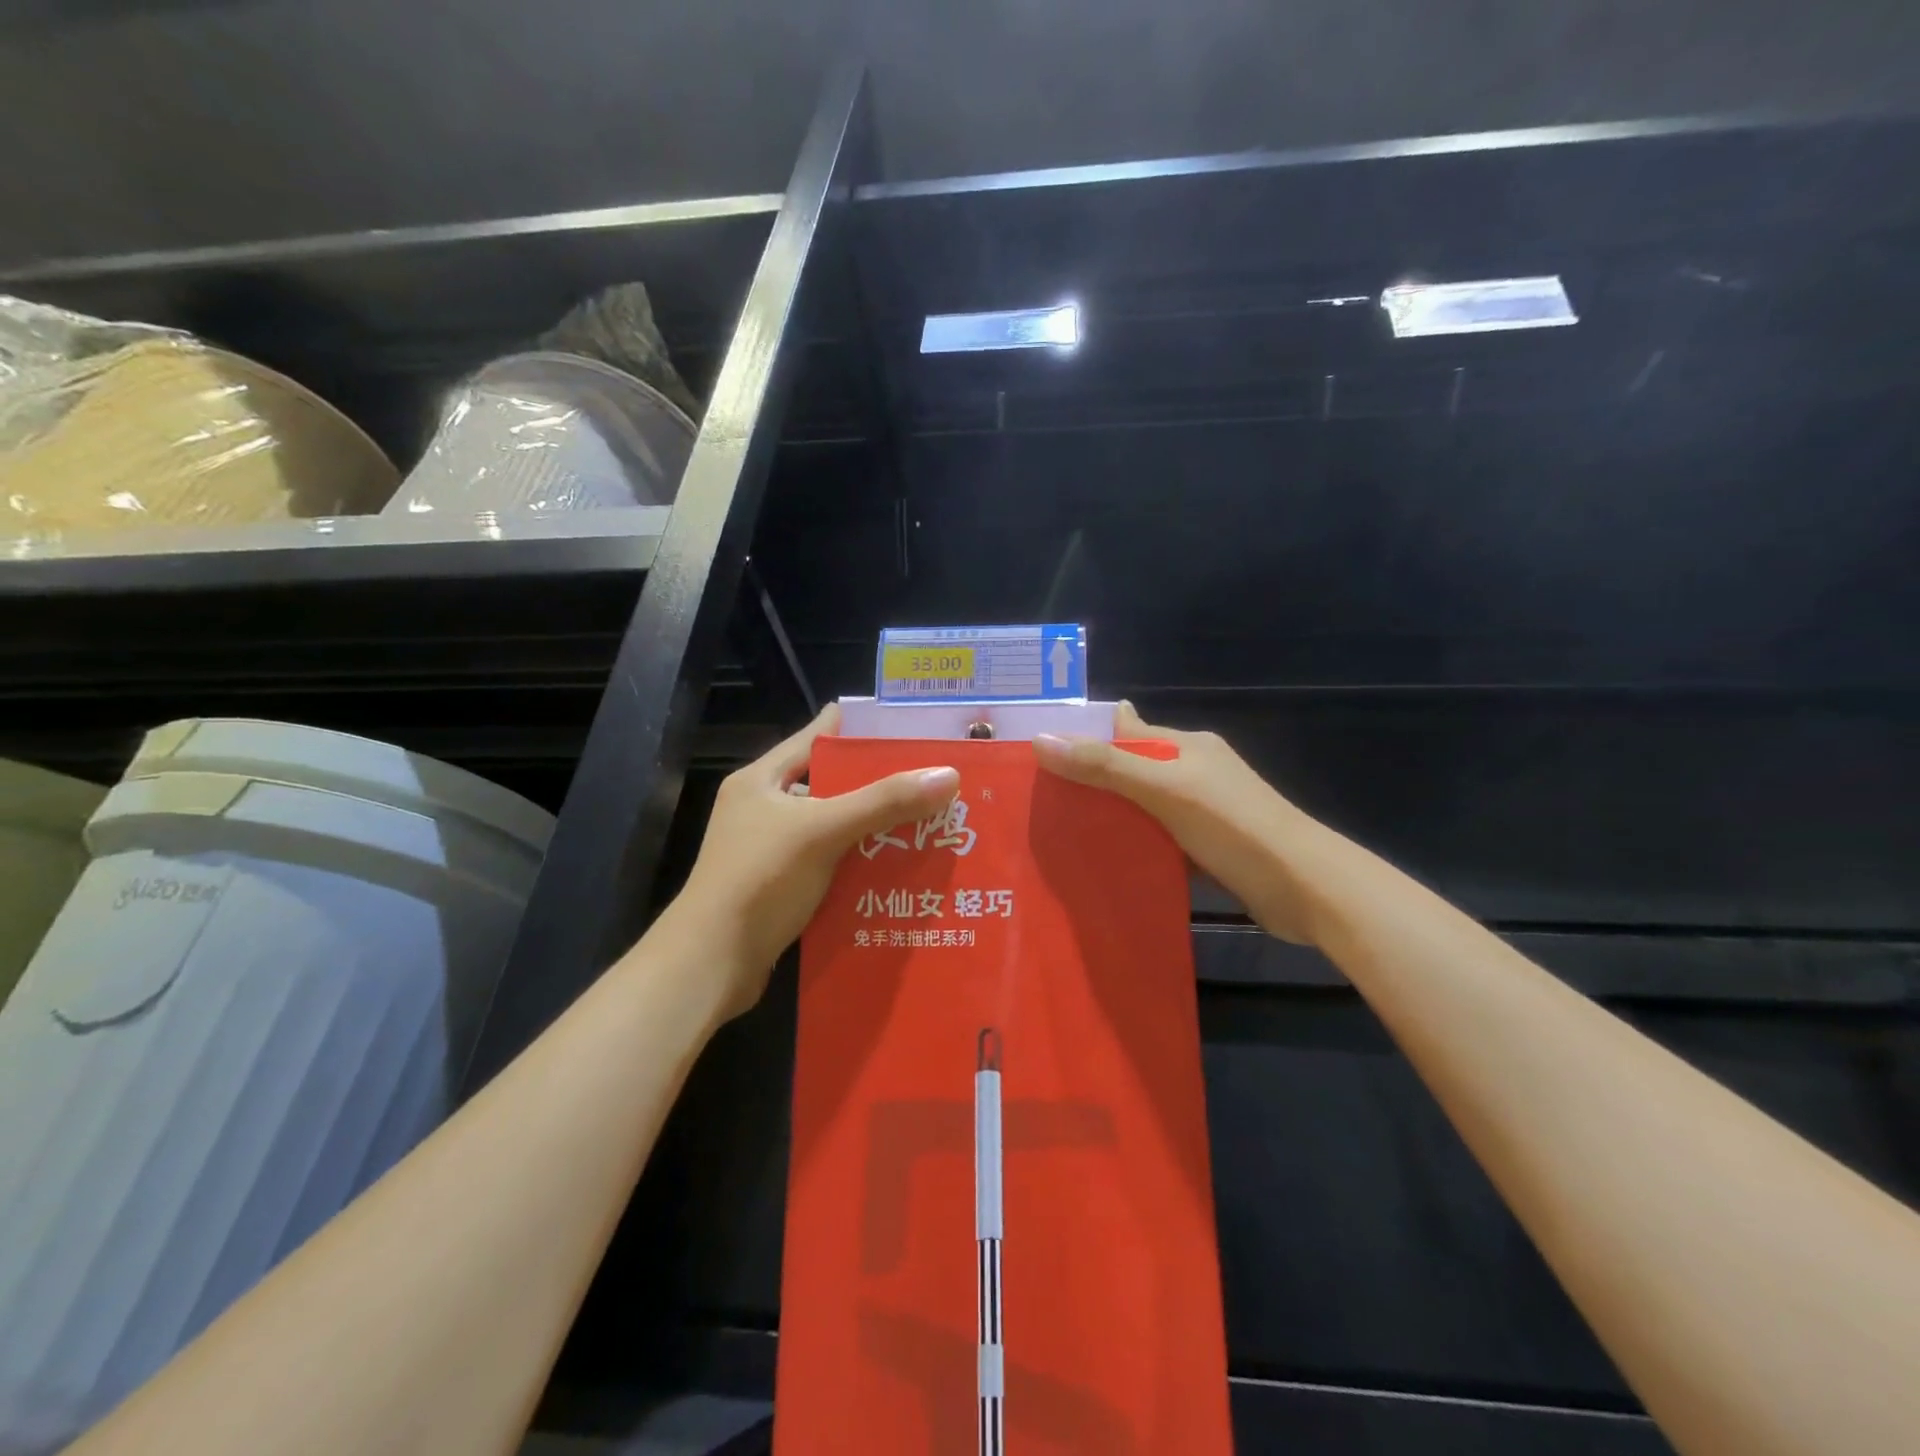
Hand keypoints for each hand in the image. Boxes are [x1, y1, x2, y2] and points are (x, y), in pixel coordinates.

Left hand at [671, 704, 959, 1019]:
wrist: (710, 964)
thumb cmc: (760, 880)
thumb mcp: (823, 830)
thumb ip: (884, 801)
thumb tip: (949, 774)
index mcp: (762, 779)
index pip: (817, 736)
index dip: (861, 728)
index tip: (910, 725)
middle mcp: (765, 808)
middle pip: (831, 784)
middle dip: (879, 784)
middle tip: (933, 779)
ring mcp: (771, 850)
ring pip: (834, 827)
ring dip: (874, 828)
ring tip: (928, 822)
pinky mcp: (782, 887)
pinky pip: (832, 864)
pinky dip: (862, 864)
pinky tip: (900, 869)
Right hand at [1034, 703, 1328, 943]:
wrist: (1308, 889)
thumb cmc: (1235, 827)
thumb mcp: (1165, 789)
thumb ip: (1105, 766)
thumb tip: (1040, 739)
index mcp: (1187, 746)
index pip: (1126, 731)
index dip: (1085, 739)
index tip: (1039, 757)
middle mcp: (1194, 772)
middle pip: (1131, 770)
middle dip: (1091, 783)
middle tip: (1039, 803)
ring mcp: (1204, 812)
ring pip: (1143, 809)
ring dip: (1111, 819)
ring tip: (1059, 835)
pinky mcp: (1209, 848)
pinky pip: (1159, 841)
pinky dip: (1135, 847)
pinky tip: (1103, 864)